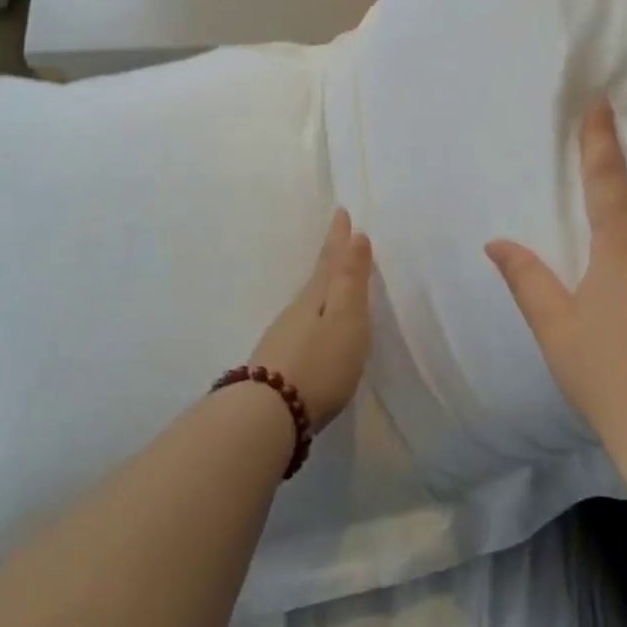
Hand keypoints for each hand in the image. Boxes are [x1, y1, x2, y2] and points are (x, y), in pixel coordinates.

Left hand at [251, 208, 374, 430]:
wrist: (269, 415)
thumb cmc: (319, 364)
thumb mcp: (345, 319)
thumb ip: (351, 281)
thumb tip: (356, 236)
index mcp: (316, 298)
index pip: (331, 261)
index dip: (339, 238)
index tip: (341, 211)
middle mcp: (297, 312)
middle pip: (318, 278)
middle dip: (331, 257)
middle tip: (338, 235)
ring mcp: (284, 338)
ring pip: (308, 302)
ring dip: (322, 287)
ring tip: (332, 279)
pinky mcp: (279, 365)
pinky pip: (302, 326)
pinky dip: (314, 316)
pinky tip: (314, 328)